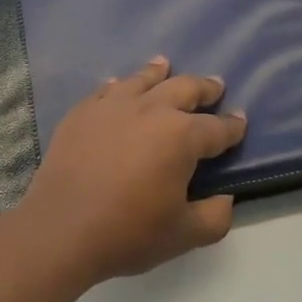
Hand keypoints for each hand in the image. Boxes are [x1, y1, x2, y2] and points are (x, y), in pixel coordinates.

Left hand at [16, 56, 247, 283]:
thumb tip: (225, 199)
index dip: (232, 126)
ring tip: (166, 65)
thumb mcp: (183, 235)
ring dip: (160, 72)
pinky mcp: (83, 111)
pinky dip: (120, 86)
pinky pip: (107, 90)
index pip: (217, 128)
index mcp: (181, 136)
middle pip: (184, 89)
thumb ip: (215, 217)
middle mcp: (151, 109)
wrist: (60, 229)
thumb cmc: (127, 232)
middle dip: (204, 88)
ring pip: (143, 79)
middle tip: (214, 86)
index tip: (240, 121)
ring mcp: (113, 105)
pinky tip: (119, 86)